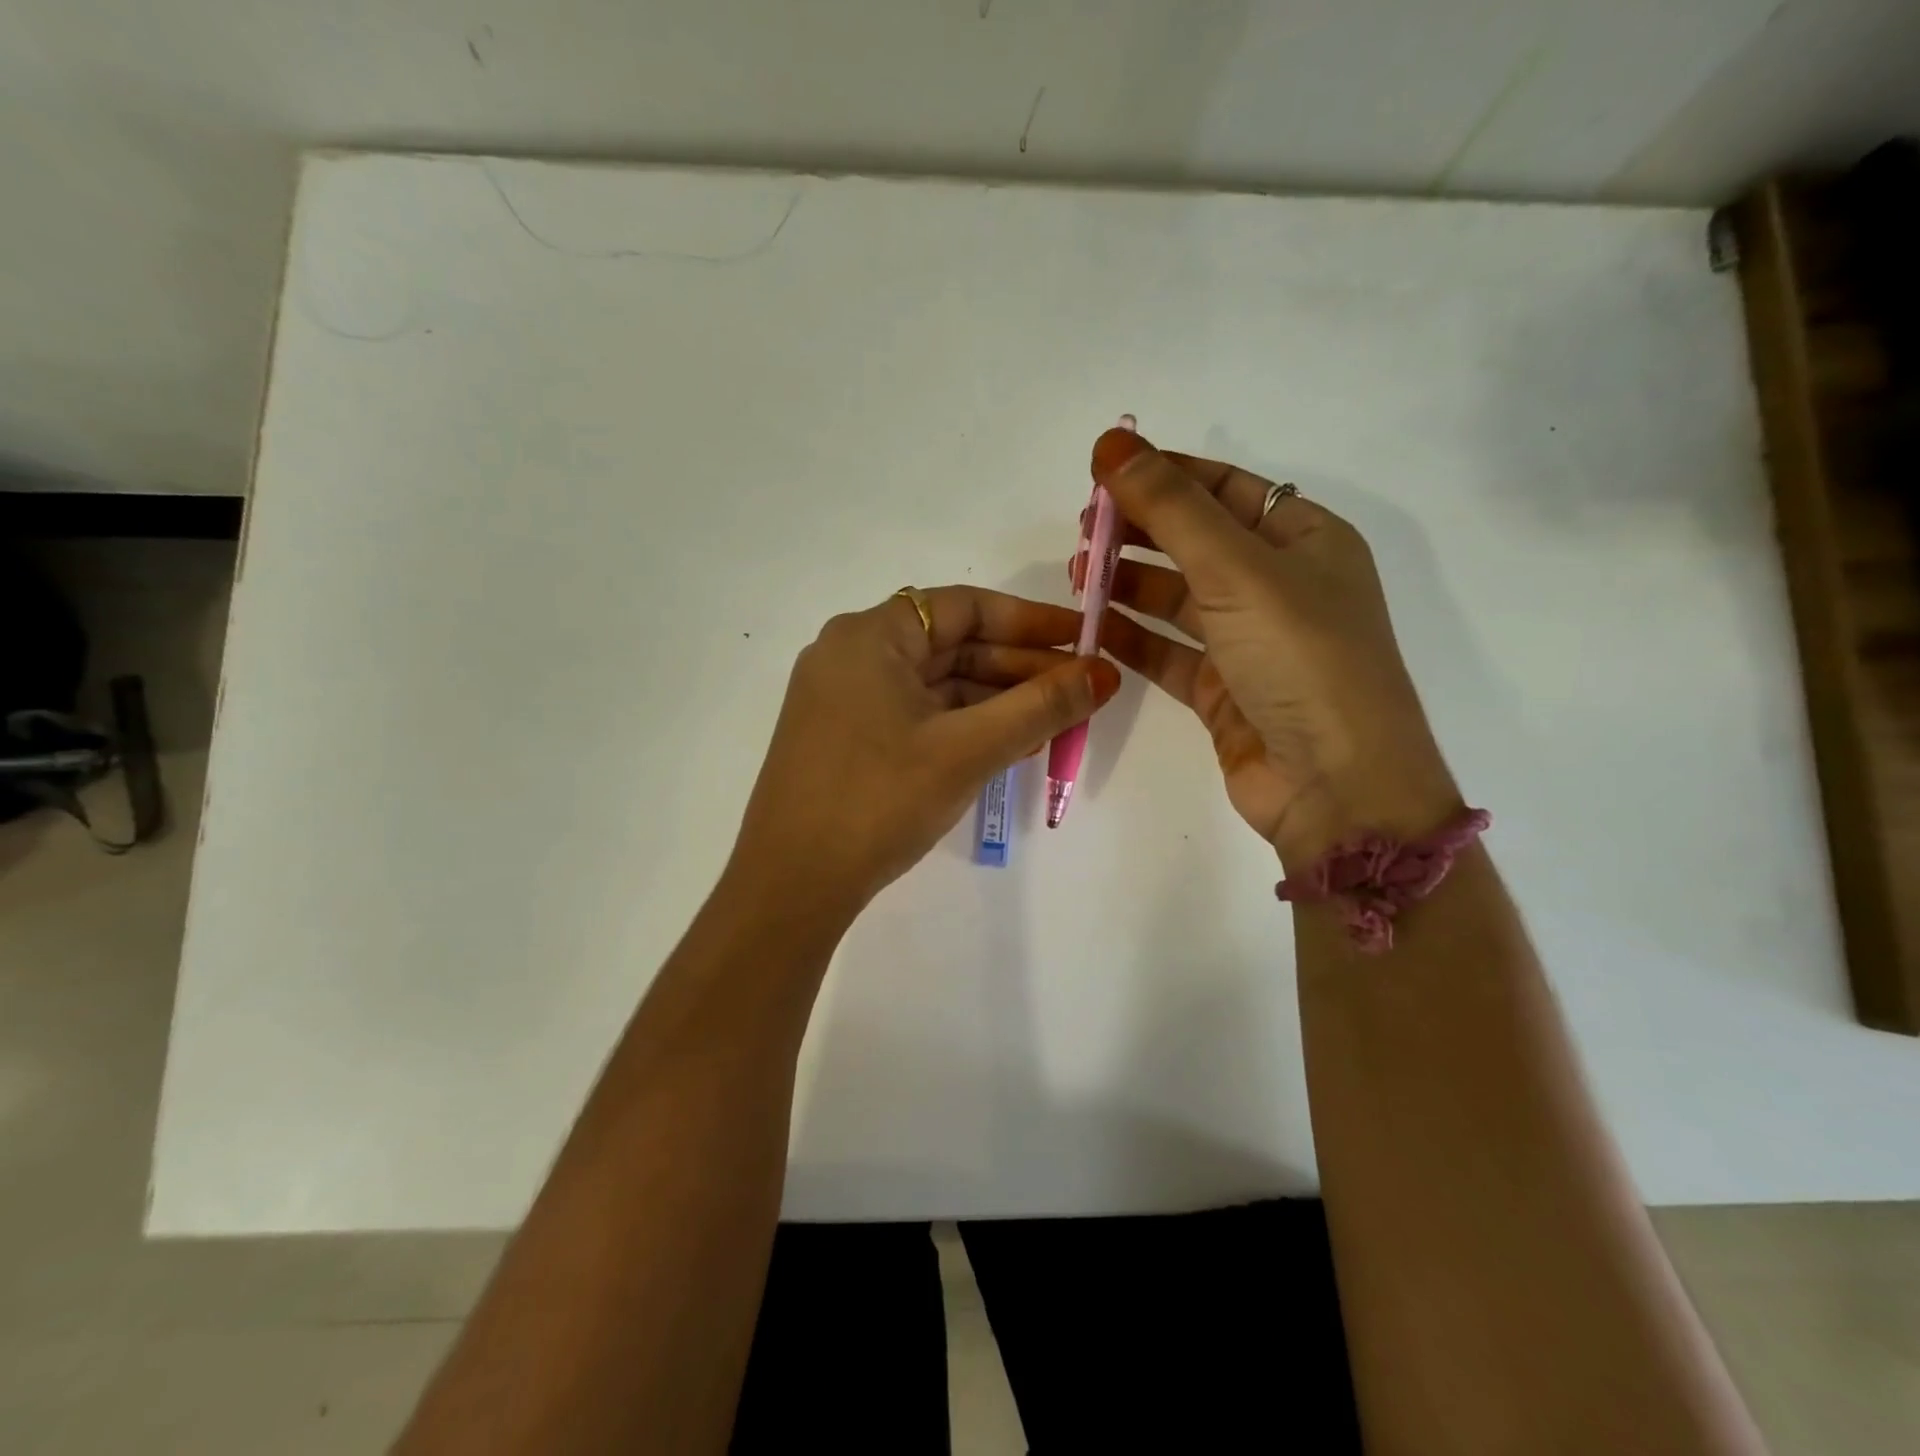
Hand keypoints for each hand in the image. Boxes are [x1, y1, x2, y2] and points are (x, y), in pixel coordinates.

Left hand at [730, 586, 1120, 913]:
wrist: (791, 885)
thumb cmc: (879, 800)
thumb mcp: (967, 750)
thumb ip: (1040, 708)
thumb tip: (1105, 673)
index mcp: (870, 635)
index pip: (965, 607)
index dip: (1031, 620)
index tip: (1084, 639)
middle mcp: (852, 655)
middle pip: (952, 645)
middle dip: (1019, 668)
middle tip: (1081, 691)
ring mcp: (845, 699)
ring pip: (937, 684)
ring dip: (996, 701)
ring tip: (1055, 723)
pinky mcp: (846, 738)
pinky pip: (917, 715)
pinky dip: (963, 725)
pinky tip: (1008, 745)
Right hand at [1086, 428, 1458, 868]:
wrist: (1335, 785)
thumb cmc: (1300, 658)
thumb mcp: (1237, 569)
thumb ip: (1170, 508)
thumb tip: (1112, 442)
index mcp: (1305, 540)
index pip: (1225, 488)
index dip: (1164, 474)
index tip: (1101, 473)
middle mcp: (1279, 585)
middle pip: (1196, 541)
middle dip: (1139, 531)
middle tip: (1080, 531)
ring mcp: (1249, 641)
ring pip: (1177, 598)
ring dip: (1128, 583)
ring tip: (1077, 576)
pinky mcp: (1221, 690)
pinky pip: (1168, 650)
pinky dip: (1132, 636)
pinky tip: (1092, 626)